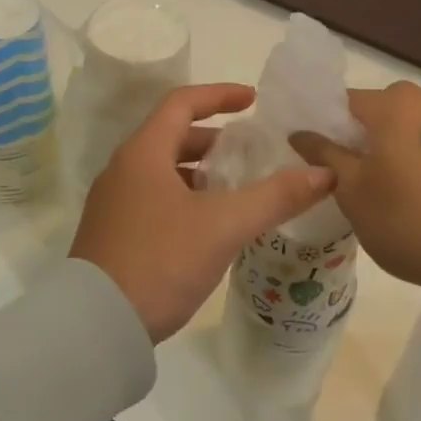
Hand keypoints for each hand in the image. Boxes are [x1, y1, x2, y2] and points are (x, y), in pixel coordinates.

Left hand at [71, 84, 334, 341]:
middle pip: (172, 136)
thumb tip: (325, 174)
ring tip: (236, 190)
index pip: (182, 103)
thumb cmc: (160, 260)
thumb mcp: (224, 226)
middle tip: (250, 152)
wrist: (96, 326)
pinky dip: (185, 197)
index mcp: (143, 152)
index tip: (253, 100)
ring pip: (163, 170)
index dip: (219, 95)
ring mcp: (113, 203)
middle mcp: (123, 169)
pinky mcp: (113, 233)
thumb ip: (275, 197)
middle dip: (214, 139)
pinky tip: (208, 226)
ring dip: (200, 172)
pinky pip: (154, 198)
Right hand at [290, 81, 420, 285]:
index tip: (318, 154)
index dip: (327, 125)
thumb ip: (325, 155)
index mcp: (394, 104)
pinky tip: (419, 191)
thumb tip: (301, 133)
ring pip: (413, 127)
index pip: (346, 101)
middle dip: (364, 135)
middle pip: (383, 111)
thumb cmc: (407, 218)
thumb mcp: (353, 191)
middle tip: (351, 172)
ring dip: (396, 146)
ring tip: (387, 184)